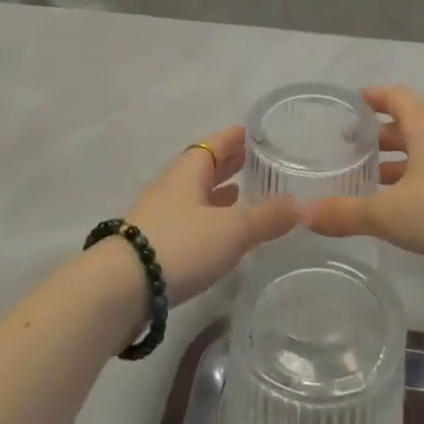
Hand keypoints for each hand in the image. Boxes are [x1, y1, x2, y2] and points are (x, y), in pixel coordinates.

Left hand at [122, 125, 297, 304]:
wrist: (119, 290)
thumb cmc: (179, 245)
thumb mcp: (232, 230)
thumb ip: (268, 217)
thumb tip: (303, 205)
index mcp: (188, 172)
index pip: (214, 143)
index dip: (235, 137)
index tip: (255, 132)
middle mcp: (172, 188)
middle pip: (203, 168)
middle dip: (229, 164)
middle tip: (257, 161)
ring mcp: (160, 217)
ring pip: (196, 196)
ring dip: (219, 194)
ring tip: (245, 194)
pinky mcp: (154, 247)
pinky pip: (189, 222)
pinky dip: (210, 220)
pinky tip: (222, 233)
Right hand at [306, 87, 423, 290]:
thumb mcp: (389, 212)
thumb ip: (345, 213)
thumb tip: (302, 214)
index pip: (395, 95)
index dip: (372, 96)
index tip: (349, 104)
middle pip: (406, 124)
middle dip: (377, 134)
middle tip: (346, 147)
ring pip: (420, 152)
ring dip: (394, 162)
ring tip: (364, 179)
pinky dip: (411, 182)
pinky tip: (395, 207)